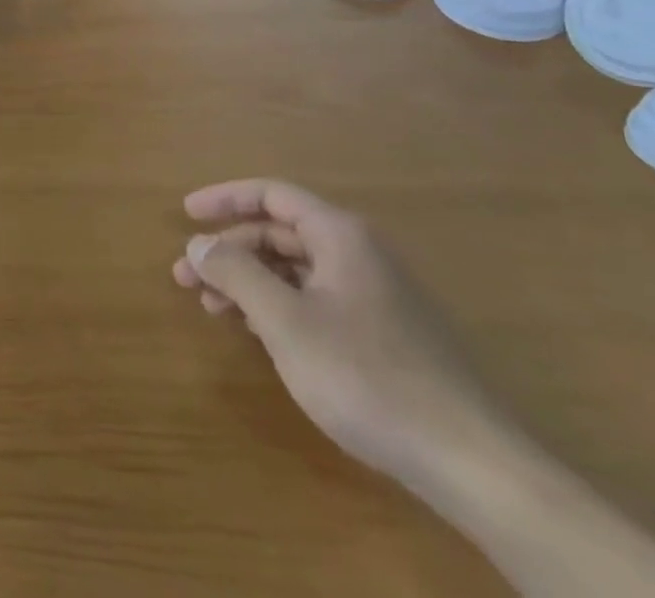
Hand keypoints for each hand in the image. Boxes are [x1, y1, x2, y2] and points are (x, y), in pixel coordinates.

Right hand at [175, 178, 512, 496]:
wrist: (469, 460)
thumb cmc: (366, 375)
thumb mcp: (286, 321)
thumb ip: (237, 274)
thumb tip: (198, 243)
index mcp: (339, 234)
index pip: (272, 194)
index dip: (225, 198)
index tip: (186, 214)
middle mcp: (358, 252)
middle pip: (281, 233)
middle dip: (230, 250)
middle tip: (186, 276)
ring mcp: (375, 293)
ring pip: (297, 270)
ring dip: (251, 281)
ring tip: (212, 306)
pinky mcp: (384, 333)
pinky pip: (316, 299)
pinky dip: (279, 306)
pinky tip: (257, 332)